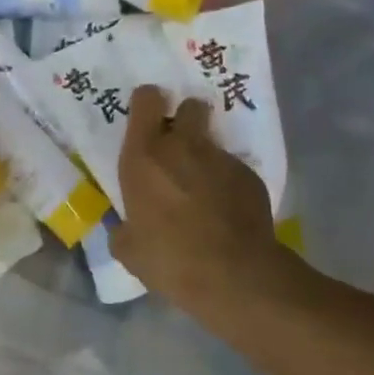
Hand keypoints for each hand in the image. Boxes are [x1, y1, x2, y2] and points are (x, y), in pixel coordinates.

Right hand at [112, 86, 297, 320]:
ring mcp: (221, 158)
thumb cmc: (169, 257)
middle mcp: (183, 145)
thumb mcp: (129, 249)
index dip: (148, 103)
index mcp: (144, 155)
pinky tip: (226, 214)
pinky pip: (233, 171)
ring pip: (211, 142)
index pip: (147, 99)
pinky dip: (227, 185)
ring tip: (202, 192)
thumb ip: (123, 229)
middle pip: (189, 106)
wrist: (233, 276)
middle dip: (185, 119)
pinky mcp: (250, 177)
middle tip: (178, 147)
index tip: (148, 119)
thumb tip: (124, 229)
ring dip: (204, 158)